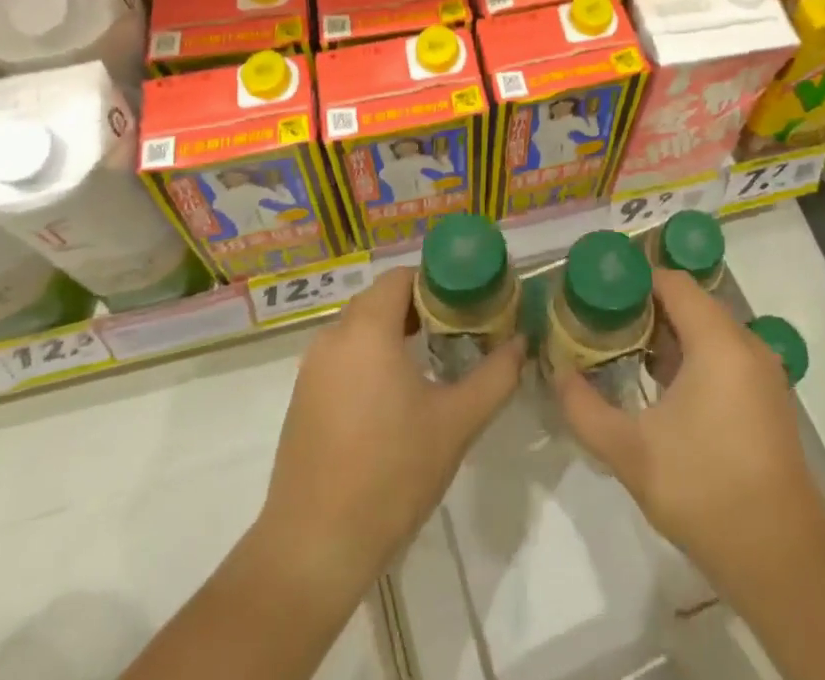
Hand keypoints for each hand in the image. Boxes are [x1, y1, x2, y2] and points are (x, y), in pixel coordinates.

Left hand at [258, 268, 525, 585]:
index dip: (435, 282)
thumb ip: (495, 376)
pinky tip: (394, 396)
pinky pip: (343, 356)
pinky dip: (370, 357)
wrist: (315, 548)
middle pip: (380, 299)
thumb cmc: (391, 474)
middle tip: (457, 330)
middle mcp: (333, 337)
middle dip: (419, 307)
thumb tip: (521, 343)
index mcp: (366, 329)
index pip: (400, 277)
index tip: (467, 303)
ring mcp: (312, 369)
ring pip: (359, 328)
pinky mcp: (303, 398)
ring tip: (432, 360)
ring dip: (394, 332)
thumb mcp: (456, 423)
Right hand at [554, 269, 824, 587]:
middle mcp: (746, 344)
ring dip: (667, 336)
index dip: (633, 282)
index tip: (598, 298)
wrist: (783, 562)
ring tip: (625, 356)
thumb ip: (584, 408)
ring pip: (707, 330)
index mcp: (718, 342)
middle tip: (603, 328)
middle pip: (689, 302)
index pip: (672, 281)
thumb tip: (557, 373)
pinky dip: (692, 358)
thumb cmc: (705, 491)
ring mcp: (763, 373)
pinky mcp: (768, 399)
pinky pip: (724, 356)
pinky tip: (663, 390)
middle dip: (644, 310)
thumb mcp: (630, 452)